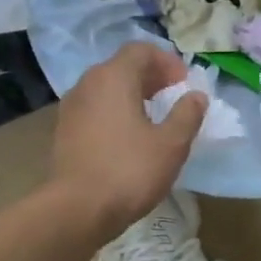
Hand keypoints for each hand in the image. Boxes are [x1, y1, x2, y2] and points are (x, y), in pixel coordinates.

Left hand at [52, 42, 205, 234]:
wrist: (77, 209)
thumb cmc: (129, 171)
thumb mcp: (171, 144)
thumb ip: (187, 115)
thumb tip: (196, 96)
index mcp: (113, 77)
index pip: (140, 50)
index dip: (166, 61)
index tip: (184, 82)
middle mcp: (88, 84)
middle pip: (121, 66)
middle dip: (150, 76)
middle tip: (172, 95)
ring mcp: (71, 108)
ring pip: (106, 88)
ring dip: (131, 94)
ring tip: (152, 117)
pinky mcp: (64, 131)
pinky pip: (94, 108)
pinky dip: (114, 111)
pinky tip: (128, 137)